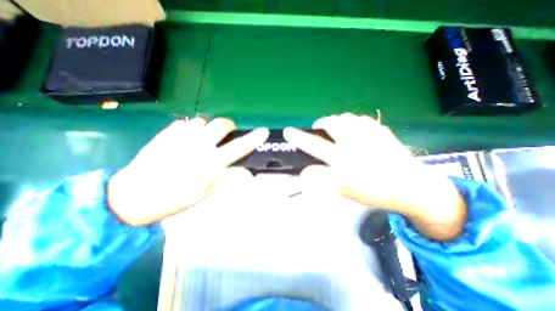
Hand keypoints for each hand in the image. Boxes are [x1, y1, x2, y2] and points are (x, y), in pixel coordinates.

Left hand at [107, 116, 269, 225]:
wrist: (134, 196)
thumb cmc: (175, 198)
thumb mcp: (206, 194)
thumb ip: (227, 180)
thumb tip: (245, 172)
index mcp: (211, 162)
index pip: (239, 147)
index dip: (253, 138)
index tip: (263, 131)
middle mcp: (199, 145)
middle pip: (221, 124)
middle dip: (228, 127)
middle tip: (226, 135)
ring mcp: (182, 137)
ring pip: (203, 121)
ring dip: (209, 128)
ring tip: (204, 138)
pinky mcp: (167, 134)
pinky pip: (186, 123)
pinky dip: (192, 128)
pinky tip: (187, 138)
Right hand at [283, 115, 463, 240]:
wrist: (410, 186)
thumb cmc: (373, 190)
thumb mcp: (344, 190)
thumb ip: (322, 178)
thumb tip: (304, 171)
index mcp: (344, 160)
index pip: (315, 146)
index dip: (299, 138)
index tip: (288, 132)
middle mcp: (355, 143)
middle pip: (331, 123)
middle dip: (321, 125)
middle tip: (320, 132)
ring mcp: (369, 134)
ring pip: (345, 118)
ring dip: (337, 123)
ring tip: (337, 132)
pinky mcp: (380, 130)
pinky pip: (360, 119)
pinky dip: (352, 122)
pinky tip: (354, 131)